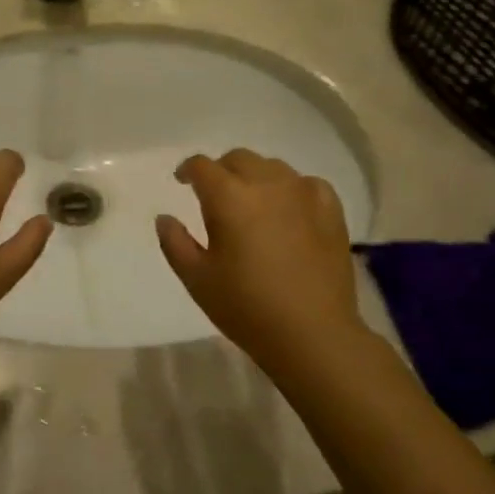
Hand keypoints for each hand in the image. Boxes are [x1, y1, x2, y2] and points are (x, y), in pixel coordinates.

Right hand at [156, 150, 362, 364]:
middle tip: (215, 195)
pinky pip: (306, 183)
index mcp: (229, 197)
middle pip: (238, 159)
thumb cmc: (247, 308)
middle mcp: (266, 183)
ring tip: (252, 203)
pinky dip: (291, 189)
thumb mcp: (197, 280)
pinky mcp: (330, 209)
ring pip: (272, 167)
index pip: (203, 166)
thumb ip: (175, 243)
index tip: (182, 182)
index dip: (188, 170)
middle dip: (222, 170)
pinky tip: (290, 209)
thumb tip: (164, 218)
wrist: (313, 334)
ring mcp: (303, 193)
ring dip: (256, 177)